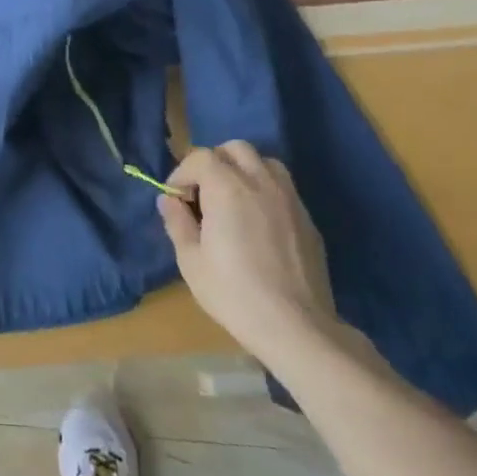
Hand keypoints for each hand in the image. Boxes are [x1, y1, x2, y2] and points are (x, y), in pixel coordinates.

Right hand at [157, 143, 339, 367]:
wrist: (296, 326)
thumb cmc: (233, 292)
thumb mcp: (190, 261)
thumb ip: (177, 222)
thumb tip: (168, 200)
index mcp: (227, 188)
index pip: (200, 157)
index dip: (182, 173)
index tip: (176, 199)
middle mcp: (261, 183)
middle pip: (235, 149)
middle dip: (214, 162)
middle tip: (203, 193)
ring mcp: (290, 199)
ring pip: (265, 162)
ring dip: (243, 171)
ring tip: (233, 201)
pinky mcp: (308, 219)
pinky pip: (283, 188)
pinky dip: (265, 191)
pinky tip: (258, 223)